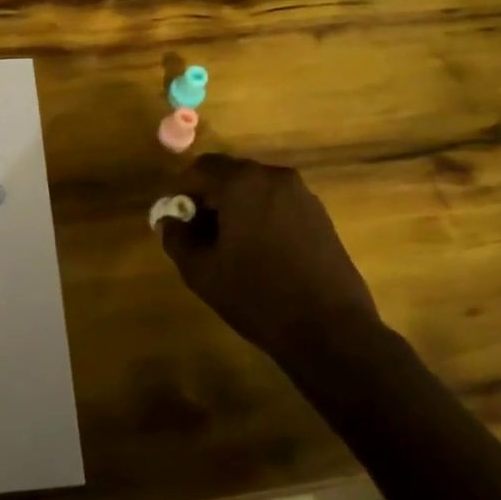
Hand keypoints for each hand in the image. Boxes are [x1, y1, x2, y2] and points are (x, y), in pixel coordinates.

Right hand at [159, 154, 378, 362]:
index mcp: (242, 183)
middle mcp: (273, 177)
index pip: (200, 169)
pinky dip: (260, 215)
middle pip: (229, 175)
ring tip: (227, 244)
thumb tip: (169, 220)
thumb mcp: (202, 271)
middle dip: (208, 197)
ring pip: (254, 188)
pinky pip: (277, 203)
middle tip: (197, 231)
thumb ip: (177, 238)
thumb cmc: (258, 296)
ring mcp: (302, 194)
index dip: (180, 190)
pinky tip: (258, 250)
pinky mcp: (320, 215)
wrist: (331, 330)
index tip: (174, 218)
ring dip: (235, 206)